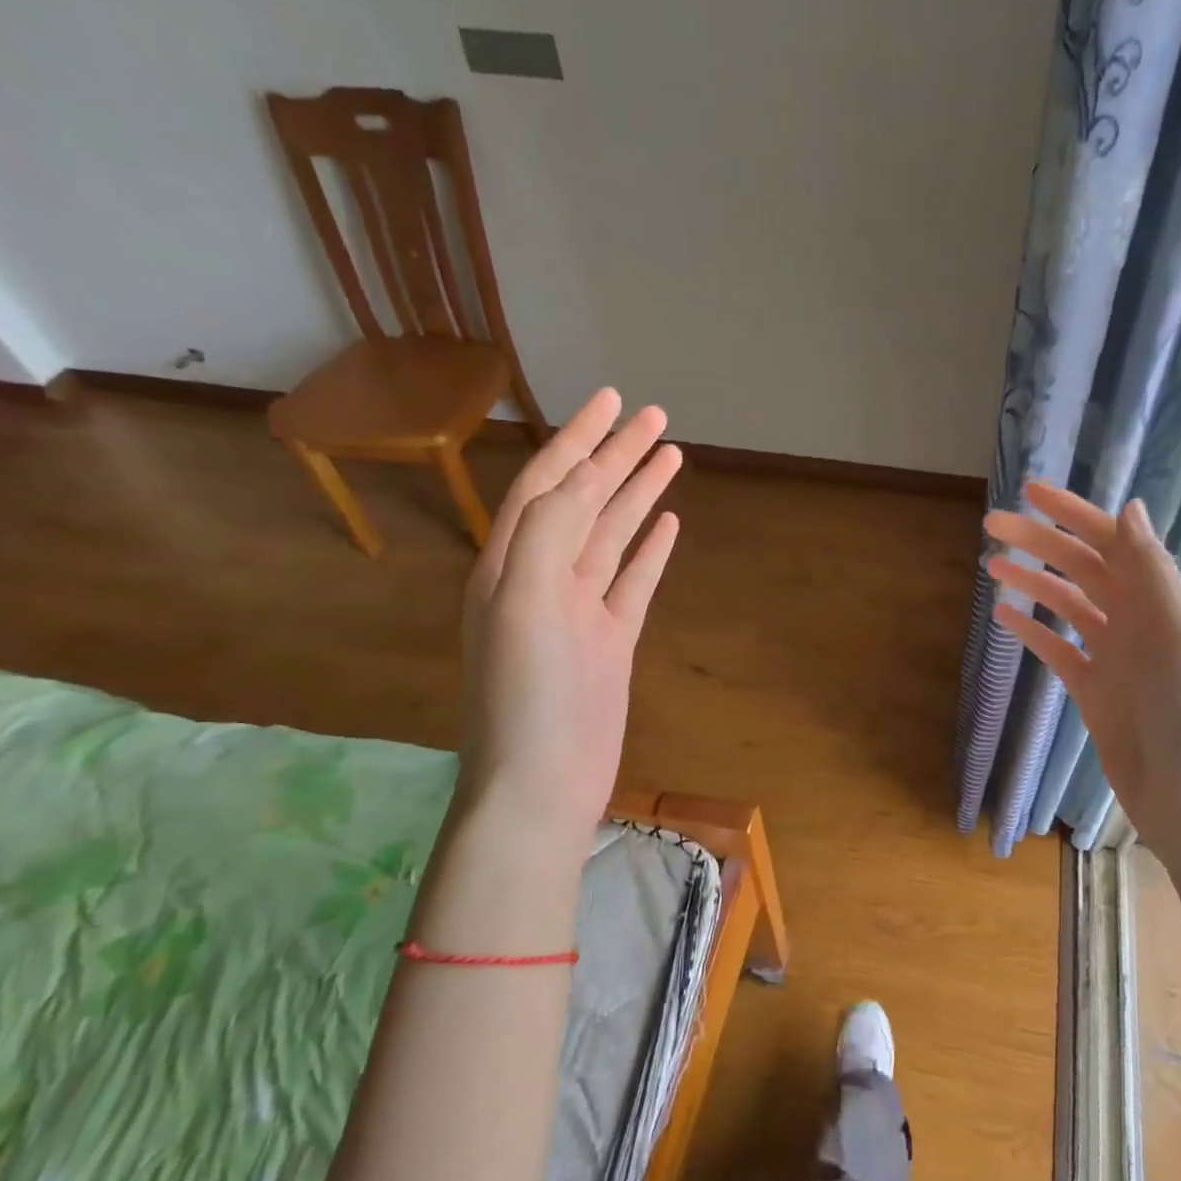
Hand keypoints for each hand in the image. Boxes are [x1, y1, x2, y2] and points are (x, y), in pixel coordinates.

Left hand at [459, 388, 681, 848]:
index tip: (611, 399)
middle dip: (616, 455)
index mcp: (510, 561)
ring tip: (670, 455)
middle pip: (585, 500)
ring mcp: (581, 610)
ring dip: (638, 494)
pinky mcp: (610, 640)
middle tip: (654, 416)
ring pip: (613, 535)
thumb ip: (548, 532)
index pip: (547, 481)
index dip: (578, 437)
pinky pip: (632, 581)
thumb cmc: (525, 694)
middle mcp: (543, 576)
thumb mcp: (524, 599)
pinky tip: (668, 525)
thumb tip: (582, 480)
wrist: (542, 781)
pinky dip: (650, 550)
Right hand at [985, 482, 1180, 856]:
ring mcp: (1114, 658)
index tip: (1030, 492)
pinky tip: (1004, 616)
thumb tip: (1128, 507)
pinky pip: (1058, 650)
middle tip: (991, 524)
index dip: (1074, 514)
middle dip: (1040, 543)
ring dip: (1033, 581)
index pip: (1112, 543)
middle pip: (1082, 569)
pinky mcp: (1093, 691)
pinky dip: (1032, 630)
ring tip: (991, 563)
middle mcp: (1137, 622)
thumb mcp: (1178, 638)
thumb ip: (1151, 574)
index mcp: (1161, 603)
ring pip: (1066, 605)